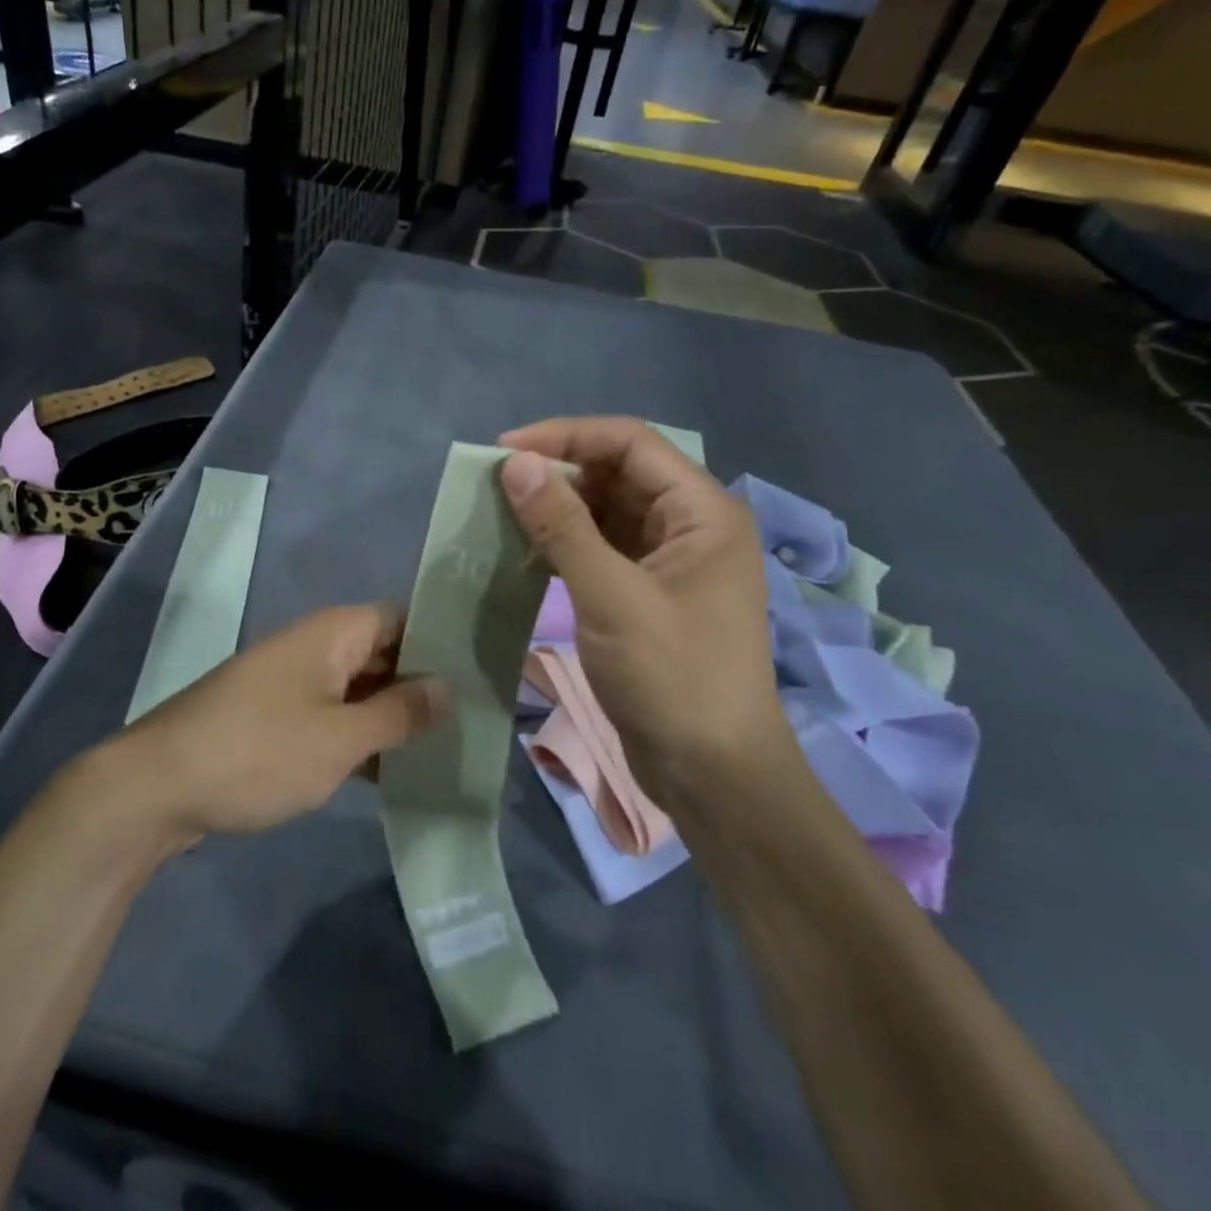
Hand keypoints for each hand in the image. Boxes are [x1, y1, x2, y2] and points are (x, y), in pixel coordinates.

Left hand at [124, 604, 448, 837]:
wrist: (157, 786)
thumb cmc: (258, 752)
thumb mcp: (340, 738)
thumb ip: (399, 711)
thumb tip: (447, 686)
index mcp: (334, 632)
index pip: (403, 618)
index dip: (442, 642)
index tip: (482, 675)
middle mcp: (314, 646)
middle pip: (383, 653)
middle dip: (422, 685)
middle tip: (474, 721)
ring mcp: (292, 682)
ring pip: (358, 688)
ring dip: (392, 716)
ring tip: (446, 749)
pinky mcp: (275, 717)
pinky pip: (331, 715)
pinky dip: (359, 737)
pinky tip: (390, 772)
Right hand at [497, 417, 790, 805]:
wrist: (713, 774)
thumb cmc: (673, 678)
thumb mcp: (612, 598)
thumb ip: (562, 527)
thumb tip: (516, 465)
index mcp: (702, 511)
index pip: (631, 443)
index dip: (566, 436)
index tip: (505, 451)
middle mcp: (690, 524)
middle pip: (618, 472)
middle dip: (559, 471)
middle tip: (498, 485)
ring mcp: (670, 560)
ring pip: (607, 509)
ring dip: (558, 507)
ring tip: (503, 512)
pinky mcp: (648, 591)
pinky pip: (603, 546)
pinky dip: (566, 542)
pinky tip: (527, 549)